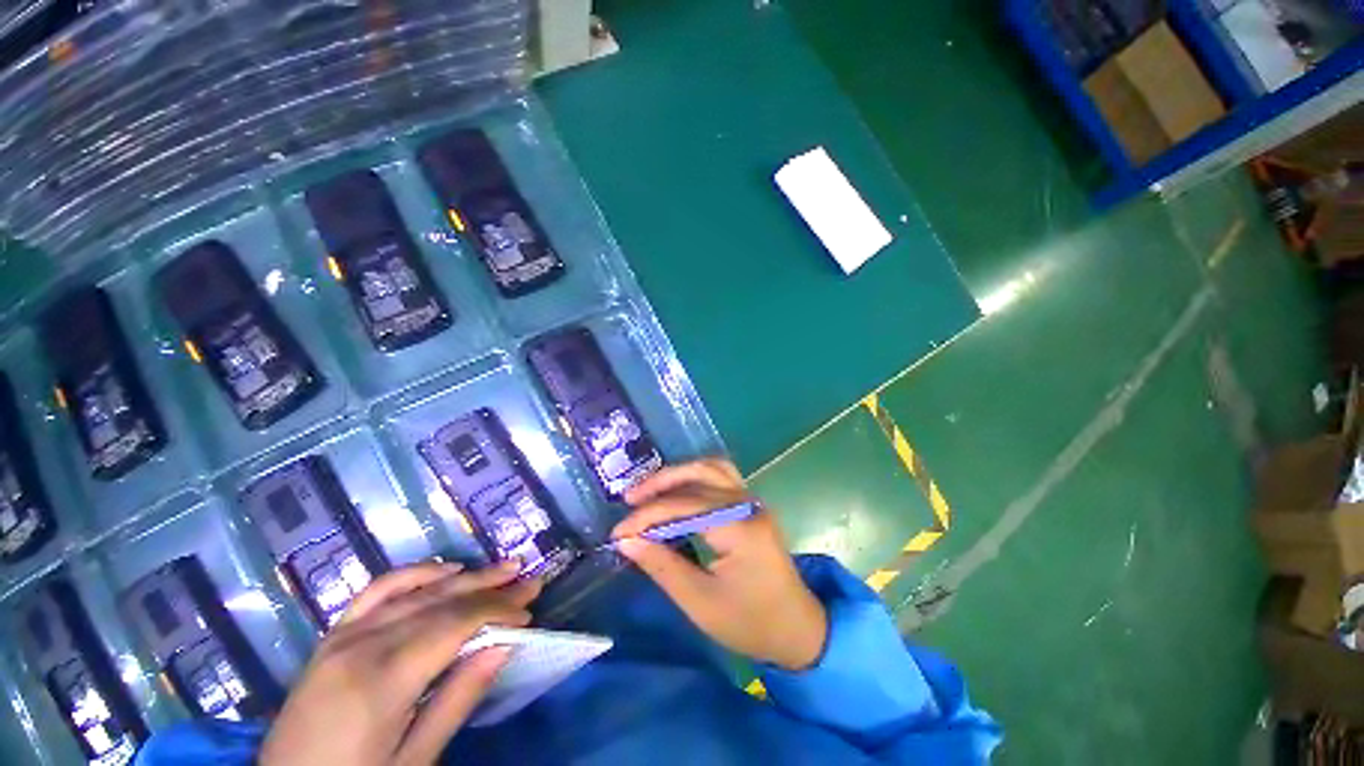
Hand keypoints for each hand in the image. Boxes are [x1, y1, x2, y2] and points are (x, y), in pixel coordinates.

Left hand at [260, 561, 540, 765]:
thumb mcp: (413, 760)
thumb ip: (458, 699)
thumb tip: (504, 646)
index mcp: (381, 680)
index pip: (455, 625)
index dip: (498, 612)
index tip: (529, 611)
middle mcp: (362, 645)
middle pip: (440, 602)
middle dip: (491, 589)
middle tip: (529, 579)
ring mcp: (342, 636)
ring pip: (417, 592)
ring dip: (465, 577)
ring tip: (502, 569)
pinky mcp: (332, 637)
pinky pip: (377, 592)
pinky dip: (414, 574)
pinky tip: (443, 569)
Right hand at [612, 458, 827, 670]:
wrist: (799, 629)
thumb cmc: (751, 623)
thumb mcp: (700, 603)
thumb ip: (662, 566)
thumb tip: (627, 540)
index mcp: (739, 528)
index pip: (684, 507)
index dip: (647, 517)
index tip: (618, 532)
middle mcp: (748, 504)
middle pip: (699, 475)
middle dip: (661, 483)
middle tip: (630, 498)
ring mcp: (753, 501)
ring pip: (711, 468)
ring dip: (679, 474)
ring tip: (650, 490)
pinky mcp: (752, 505)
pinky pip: (721, 477)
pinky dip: (695, 478)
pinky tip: (678, 491)